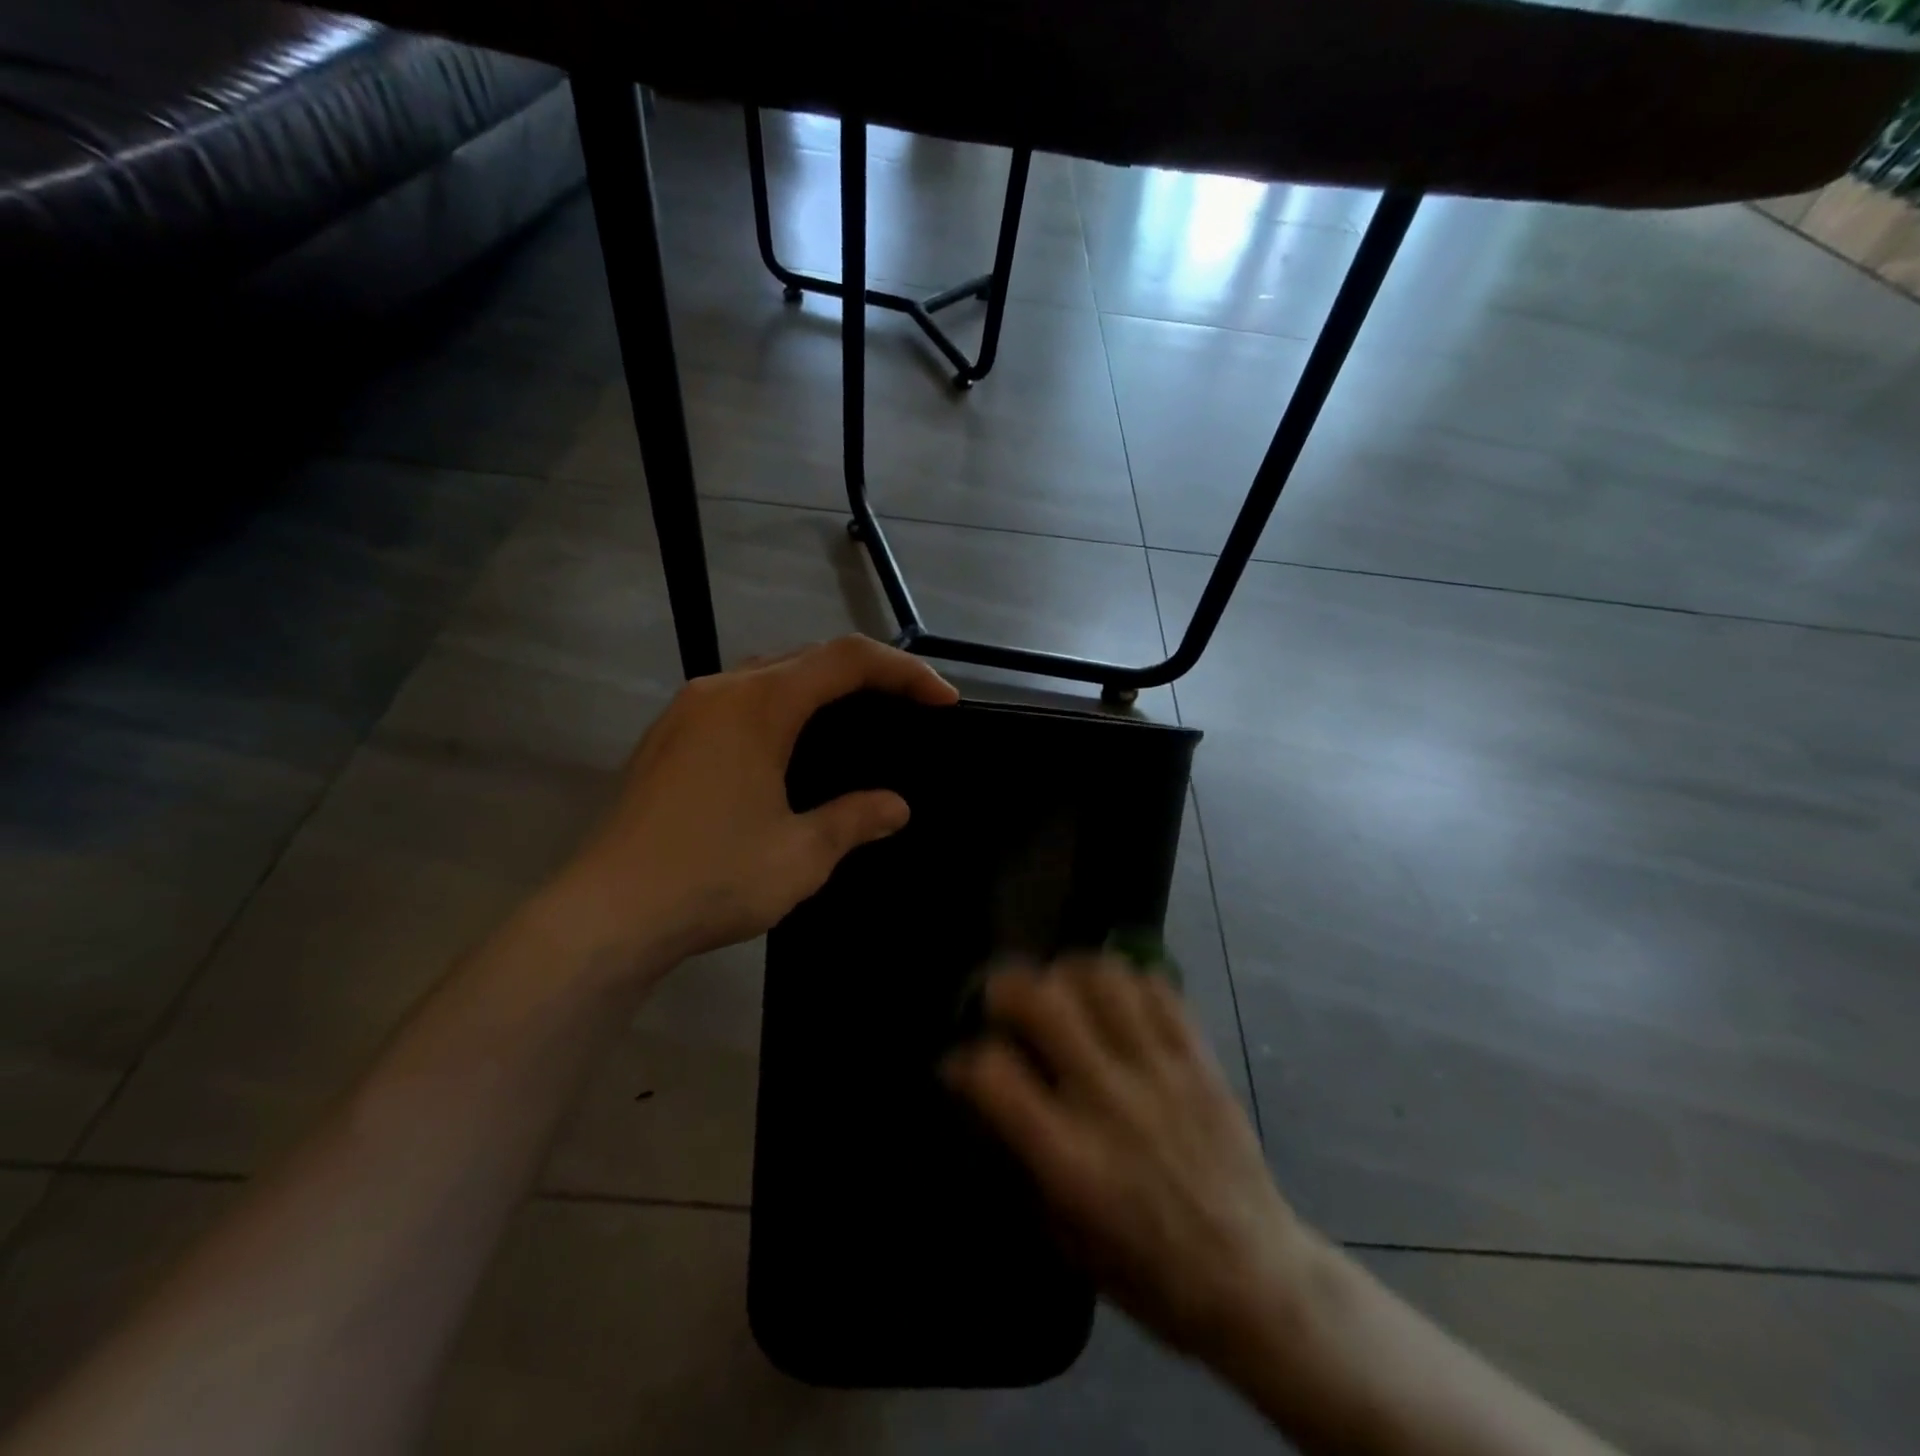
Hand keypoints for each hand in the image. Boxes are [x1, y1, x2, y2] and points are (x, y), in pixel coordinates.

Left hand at [548, 636, 956, 969]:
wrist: (605, 915)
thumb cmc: (712, 878)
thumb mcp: (801, 855)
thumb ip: (854, 820)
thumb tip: (895, 807)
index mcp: (760, 705)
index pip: (847, 660)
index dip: (904, 671)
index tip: (943, 701)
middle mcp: (721, 690)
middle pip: (808, 656)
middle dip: (867, 673)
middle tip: (908, 706)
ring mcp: (686, 711)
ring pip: (769, 673)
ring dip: (820, 686)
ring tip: (857, 719)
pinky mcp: (667, 738)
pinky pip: (737, 699)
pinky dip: (780, 705)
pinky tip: (790, 746)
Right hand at [943, 957, 1311, 1362]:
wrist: (1254, 1279)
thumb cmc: (1148, 1272)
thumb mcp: (1065, 1237)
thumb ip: (1021, 1156)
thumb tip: (984, 1093)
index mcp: (1070, 1159)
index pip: (994, 1073)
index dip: (965, 1060)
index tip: (963, 1065)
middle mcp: (1109, 1101)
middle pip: (1043, 1001)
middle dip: (1007, 987)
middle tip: (1004, 1002)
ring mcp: (1159, 1072)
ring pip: (1101, 977)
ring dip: (1068, 972)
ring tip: (1061, 989)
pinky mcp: (1198, 1058)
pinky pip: (1157, 987)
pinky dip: (1127, 980)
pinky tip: (1115, 998)